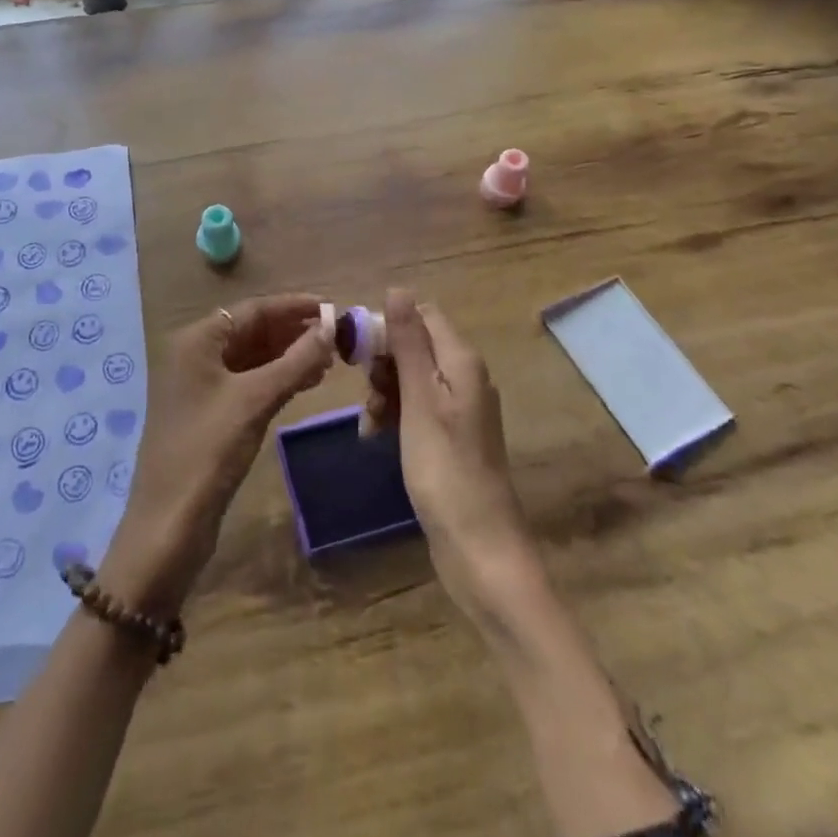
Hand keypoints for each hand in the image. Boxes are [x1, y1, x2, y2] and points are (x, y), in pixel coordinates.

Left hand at [103, 295, 332, 616]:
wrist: (169, 523)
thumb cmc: (209, 450)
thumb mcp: (255, 400)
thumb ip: (295, 361)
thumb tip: (331, 328)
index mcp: (196, 340)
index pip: (252, 309)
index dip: (293, 306)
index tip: (333, 307)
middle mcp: (195, 354)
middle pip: (251, 330)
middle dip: (293, 331)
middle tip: (337, 337)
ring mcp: (200, 385)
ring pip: (252, 357)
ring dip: (288, 355)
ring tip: (329, 359)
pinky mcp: (209, 412)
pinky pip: (248, 381)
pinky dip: (276, 378)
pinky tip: (306, 382)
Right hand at [365, 290, 541, 623]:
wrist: (479, 548)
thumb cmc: (445, 468)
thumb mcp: (420, 400)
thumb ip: (409, 343)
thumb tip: (397, 288)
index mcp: (461, 361)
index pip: (422, 316)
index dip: (388, 325)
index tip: (358, 352)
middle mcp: (464, 377)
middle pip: (414, 346)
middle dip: (382, 364)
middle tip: (366, 393)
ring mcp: (459, 409)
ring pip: (410, 378)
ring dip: (383, 393)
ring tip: (369, 424)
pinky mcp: (450, 436)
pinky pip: (415, 408)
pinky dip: (394, 416)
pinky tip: (375, 437)